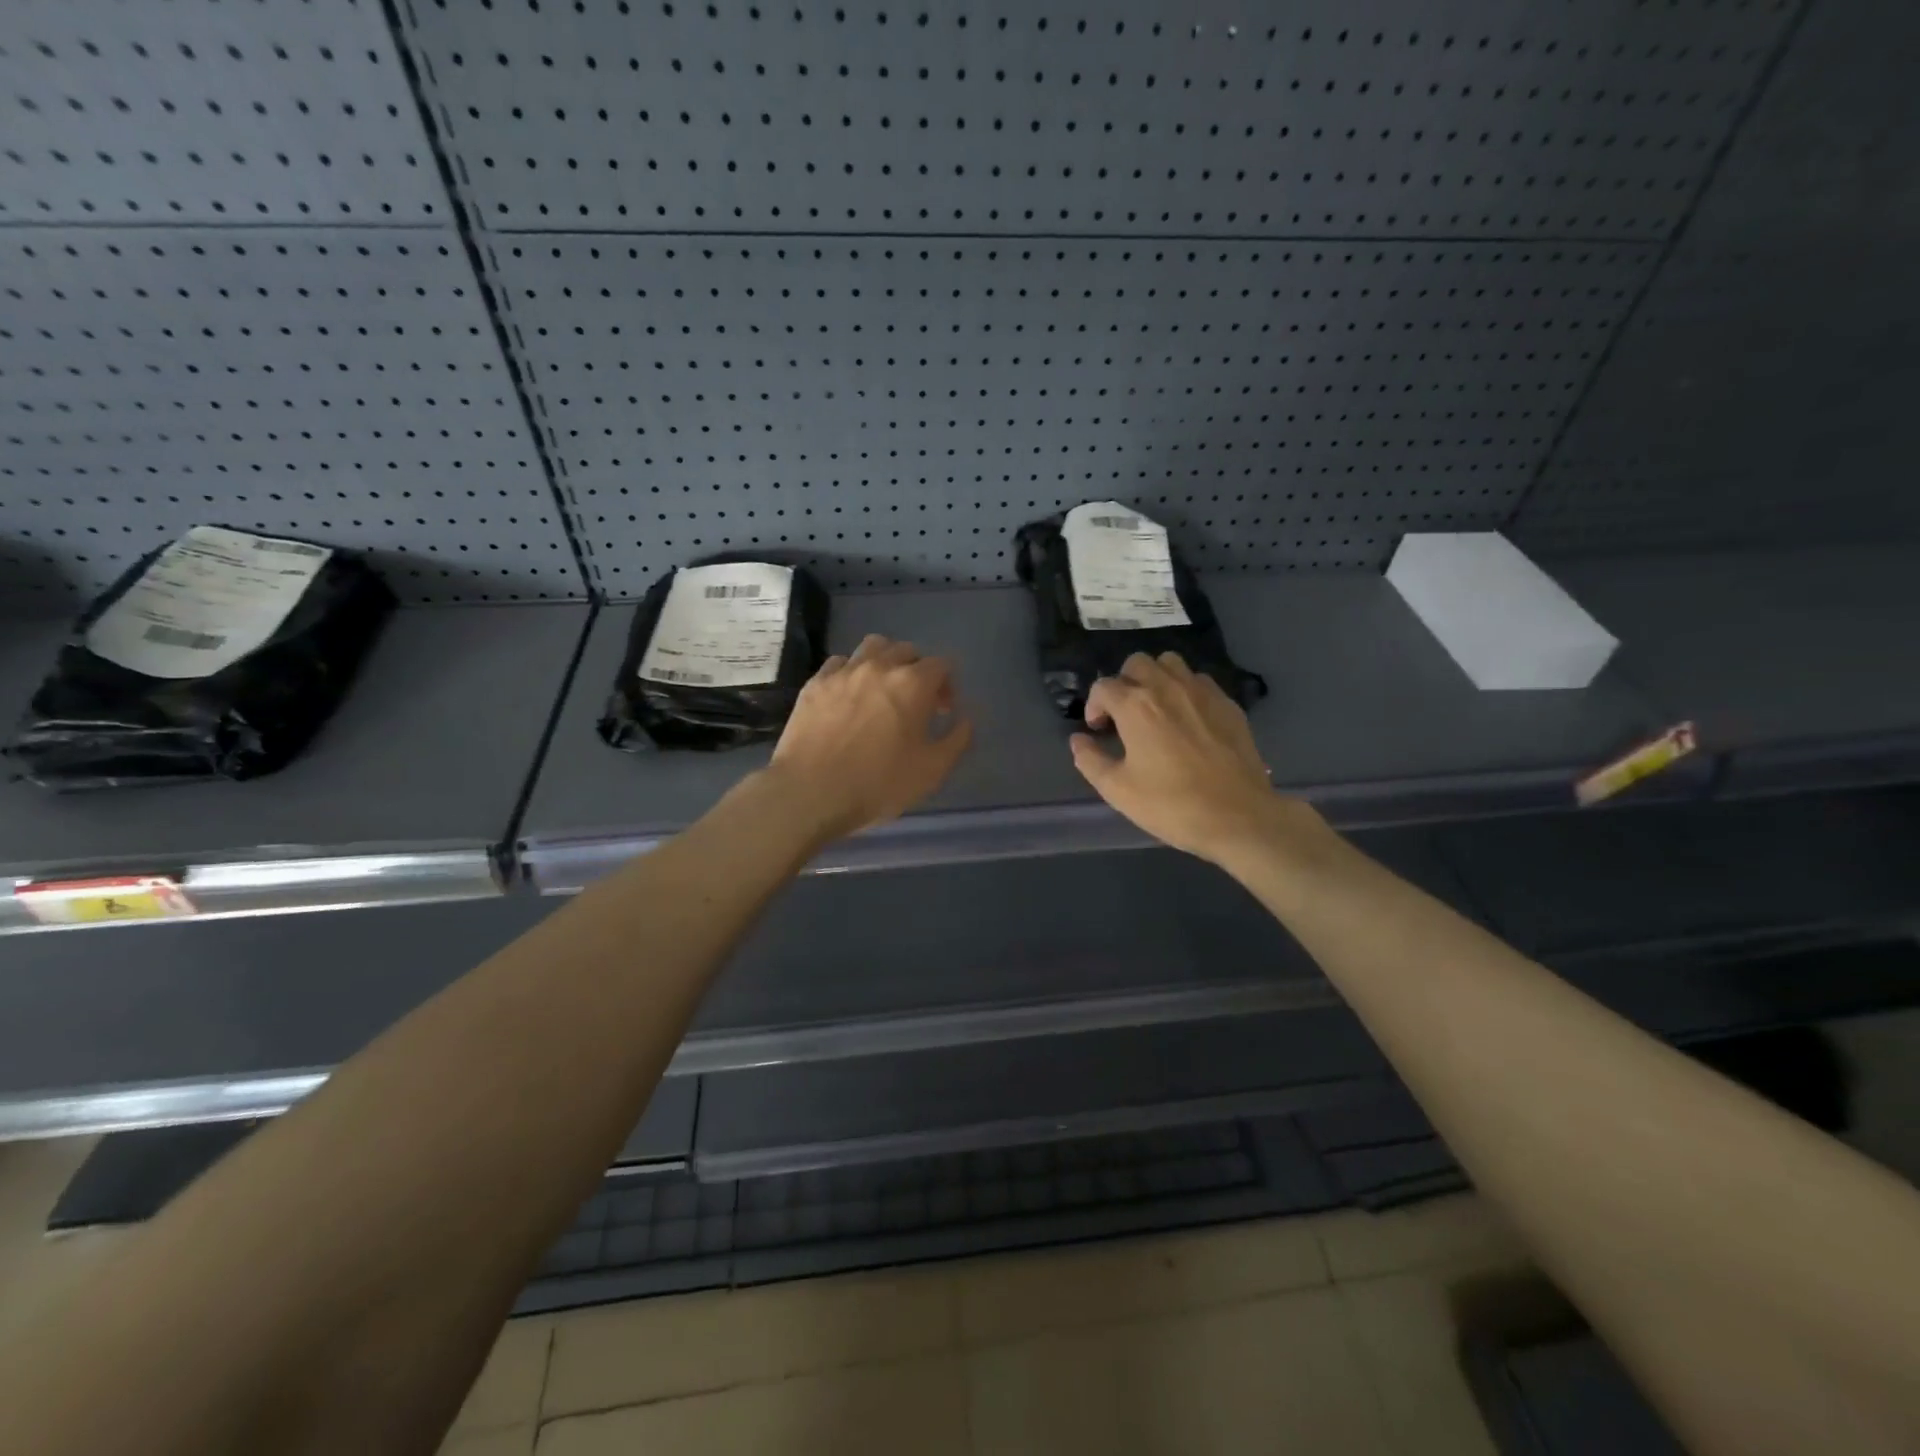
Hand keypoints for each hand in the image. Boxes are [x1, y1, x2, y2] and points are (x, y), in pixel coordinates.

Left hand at [764, 634, 973, 840]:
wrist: (810, 793)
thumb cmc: (878, 784)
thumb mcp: (932, 771)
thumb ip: (957, 740)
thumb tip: (966, 719)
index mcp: (912, 684)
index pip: (942, 664)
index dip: (948, 685)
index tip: (942, 712)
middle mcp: (879, 667)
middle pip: (907, 650)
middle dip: (918, 671)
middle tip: (916, 702)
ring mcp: (843, 672)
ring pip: (872, 647)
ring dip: (885, 661)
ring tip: (883, 690)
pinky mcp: (815, 684)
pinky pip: (839, 663)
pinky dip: (852, 672)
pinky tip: (849, 696)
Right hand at [1071, 652, 1313, 863]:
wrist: (1238, 817)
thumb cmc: (1171, 805)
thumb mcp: (1117, 790)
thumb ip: (1090, 760)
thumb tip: (1079, 740)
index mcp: (1136, 705)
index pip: (1103, 686)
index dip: (1094, 706)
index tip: (1099, 730)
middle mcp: (1167, 687)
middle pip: (1136, 663)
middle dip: (1124, 683)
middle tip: (1124, 715)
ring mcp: (1202, 692)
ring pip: (1171, 663)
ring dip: (1156, 678)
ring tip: (1155, 708)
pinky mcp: (1228, 704)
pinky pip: (1199, 681)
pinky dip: (1186, 690)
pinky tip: (1187, 719)